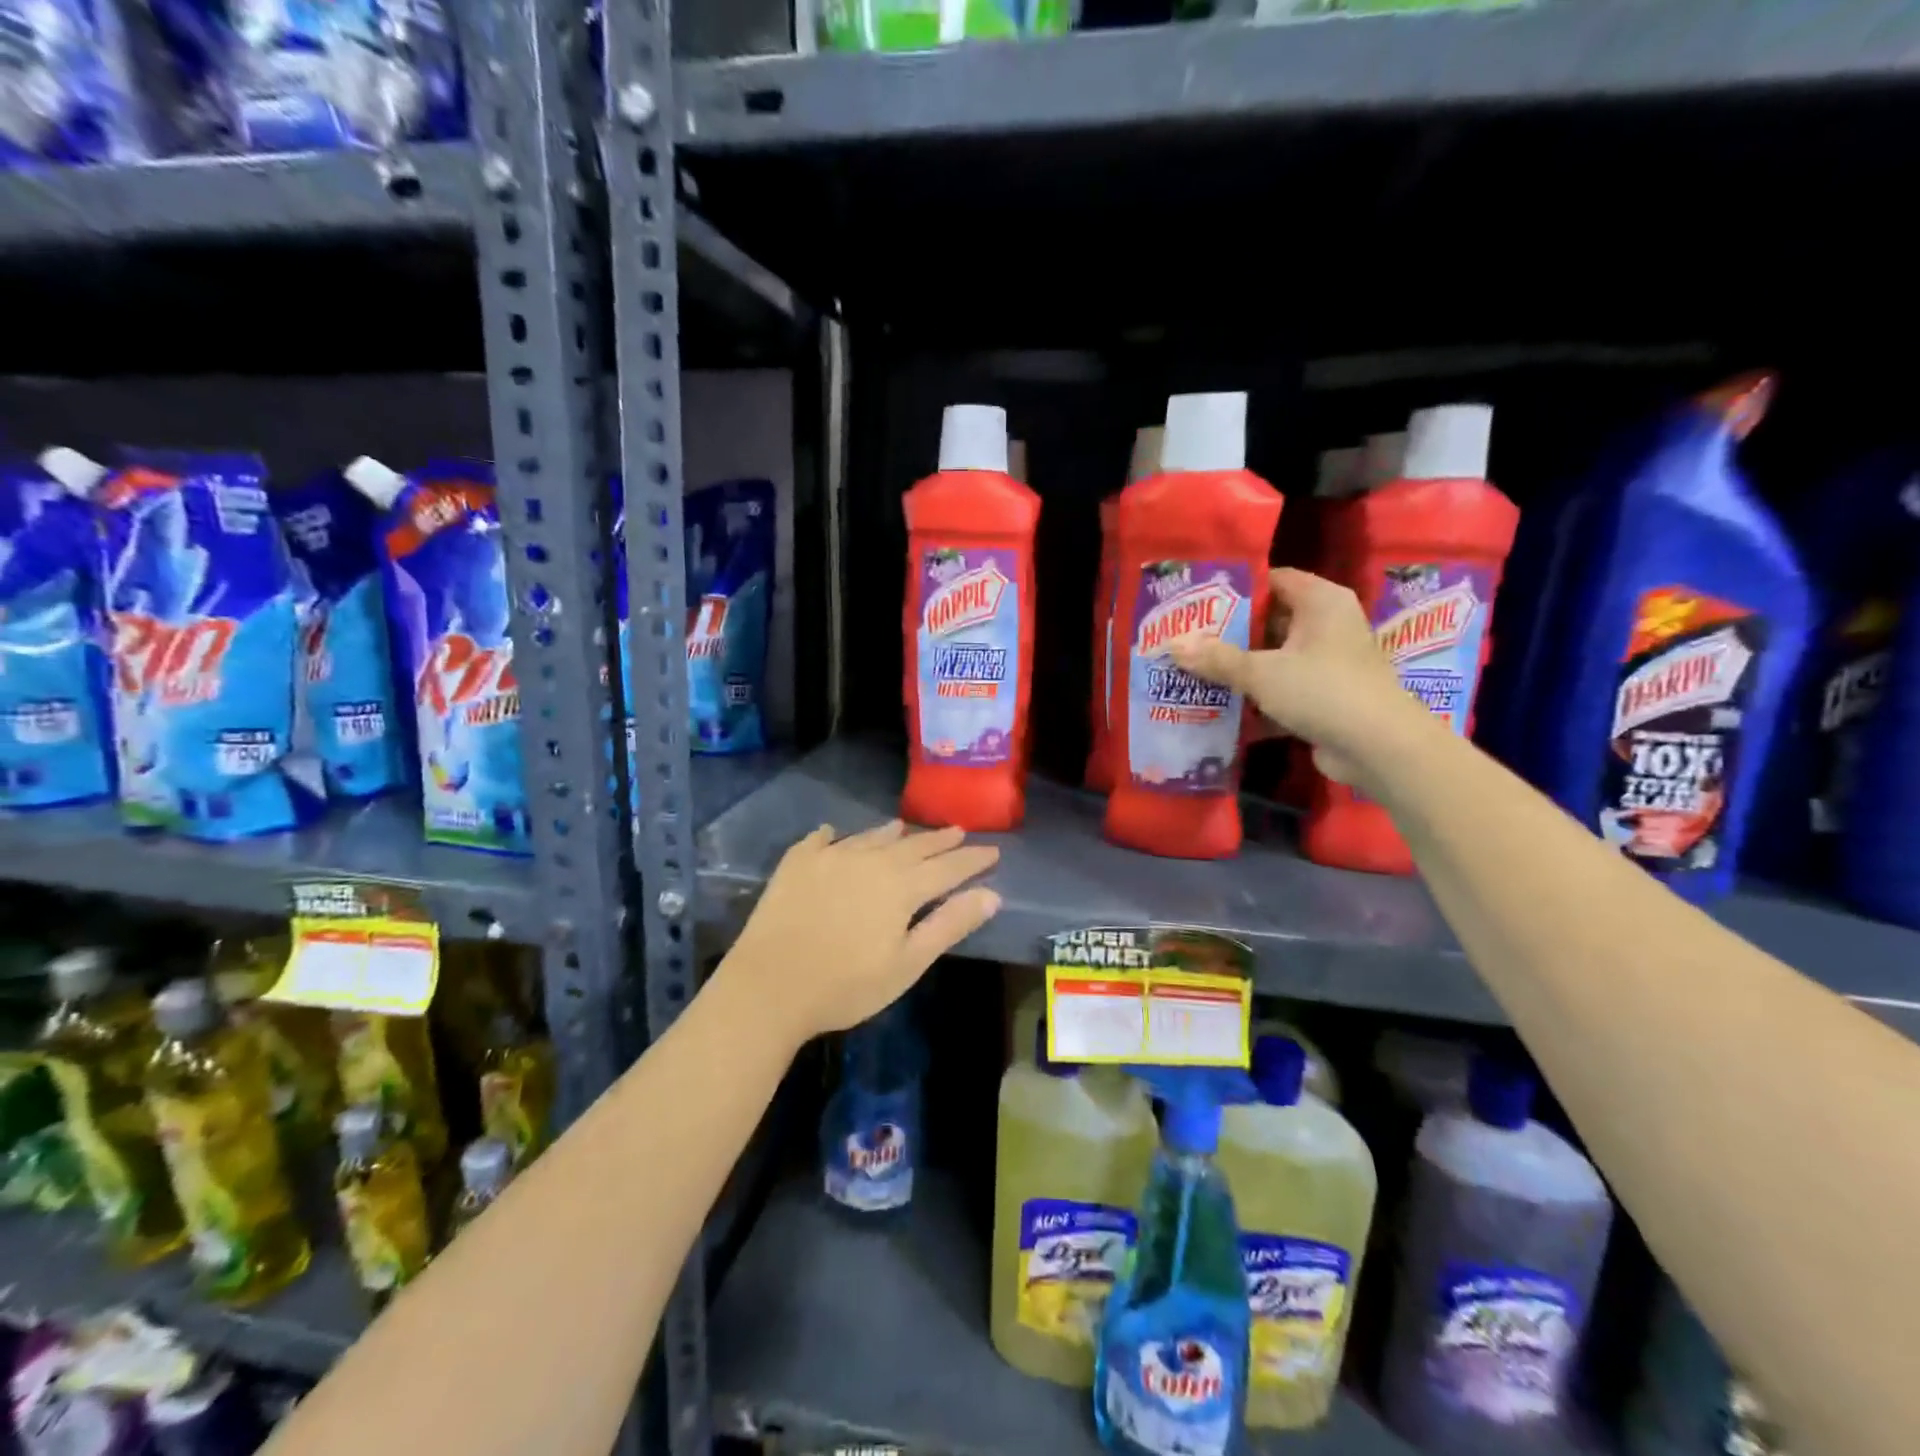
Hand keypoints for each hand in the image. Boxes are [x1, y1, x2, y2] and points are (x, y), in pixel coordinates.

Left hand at [721, 821, 1001, 1045]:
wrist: (769, 986)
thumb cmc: (846, 985)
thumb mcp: (908, 963)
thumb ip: (949, 925)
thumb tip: (991, 894)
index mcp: (901, 886)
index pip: (947, 867)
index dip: (972, 859)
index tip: (993, 850)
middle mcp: (870, 860)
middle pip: (912, 845)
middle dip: (939, 840)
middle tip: (958, 831)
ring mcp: (830, 858)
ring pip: (869, 837)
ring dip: (891, 833)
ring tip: (903, 827)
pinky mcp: (796, 864)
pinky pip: (820, 840)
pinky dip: (833, 836)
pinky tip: (832, 833)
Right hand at [1169, 567, 1427, 785]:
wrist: (1379, 748)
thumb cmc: (1323, 690)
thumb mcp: (1262, 672)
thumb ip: (1216, 658)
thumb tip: (1171, 644)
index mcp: (1321, 602)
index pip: (1273, 580)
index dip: (1236, 589)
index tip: (1197, 601)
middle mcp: (1328, 625)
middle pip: (1270, 621)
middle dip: (1229, 633)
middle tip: (1186, 638)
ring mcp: (1328, 663)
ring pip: (1274, 658)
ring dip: (1239, 668)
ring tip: (1193, 671)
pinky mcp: (1324, 697)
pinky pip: (1281, 689)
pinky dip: (1256, 699)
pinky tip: (1219, 708)